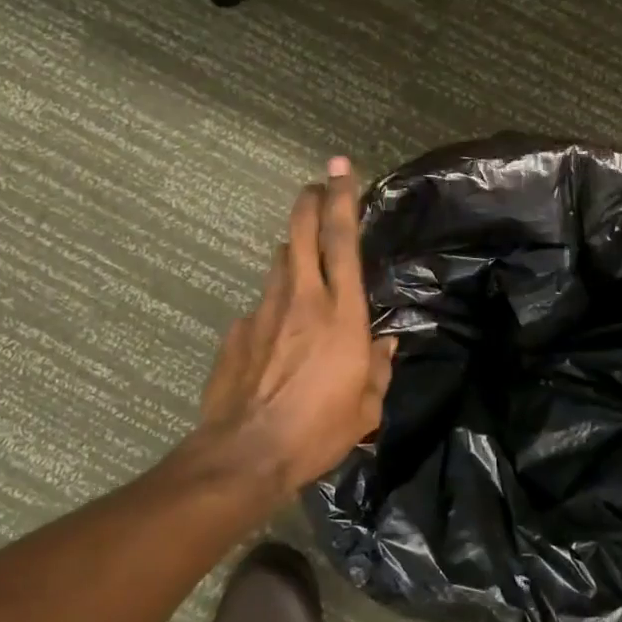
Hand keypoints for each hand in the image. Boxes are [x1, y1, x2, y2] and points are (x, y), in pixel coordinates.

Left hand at [200, 157, 396, 493]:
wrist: (245, 455)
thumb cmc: (318, 431)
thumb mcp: (367, 406)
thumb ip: (378, 367)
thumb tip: (384, 344)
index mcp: (341, 314)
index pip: (342, 240)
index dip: (342, 198)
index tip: (340, 166)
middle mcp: (301, 299)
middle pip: (301, 232)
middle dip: (309, 202)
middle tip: (316, 187)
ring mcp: (263, 311)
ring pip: (279, 262)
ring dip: (293, 252)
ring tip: (304, 262)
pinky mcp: (237, 331)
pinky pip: (262, 304)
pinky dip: (275, 305)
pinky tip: (278, 335)